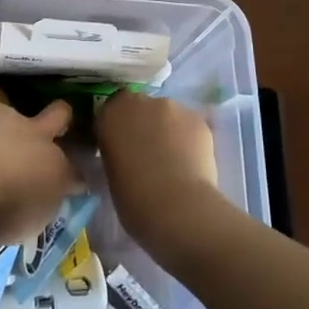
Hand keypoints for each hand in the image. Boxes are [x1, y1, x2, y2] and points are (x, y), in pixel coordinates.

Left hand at [0, 98, 79, 246]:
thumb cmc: (3, 211)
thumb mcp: (27, 226)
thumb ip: (35, 211)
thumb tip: (36, 206)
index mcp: (56, 171)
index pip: (75, 175)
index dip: (74, 180)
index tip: (71, 186)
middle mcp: (39, 139)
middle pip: (60, 116)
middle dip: (61, 118)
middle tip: (52, 127)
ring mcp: (10, 118)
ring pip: (17, 112)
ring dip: (8, 125)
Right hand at [96, 91, 225, 256]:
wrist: (176, 207)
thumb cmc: (133, 198)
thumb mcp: (110, 172)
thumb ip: (116, 152)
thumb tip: (127, 154)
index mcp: (110, 114)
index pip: (110, 110)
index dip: (117, 127)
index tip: (120, 146)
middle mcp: (139, 102)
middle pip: (140, 107)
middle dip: (143, 124)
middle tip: (148, 152)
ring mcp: (171, 107)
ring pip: (167, 115)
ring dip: (167, 130)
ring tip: (173, 160)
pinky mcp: (197, 119)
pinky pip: (189, 125)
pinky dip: (188, 139)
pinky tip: (191, 162)